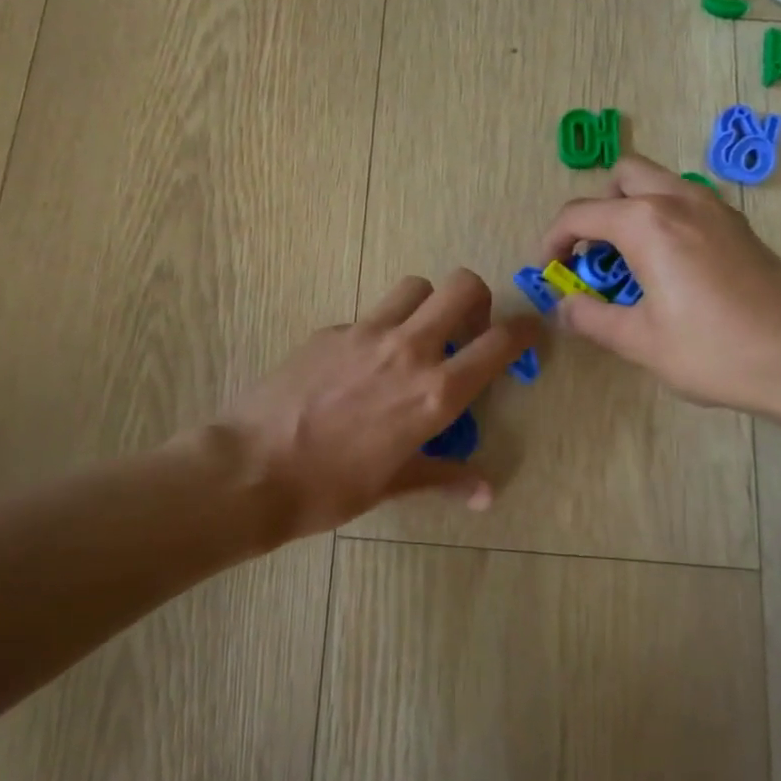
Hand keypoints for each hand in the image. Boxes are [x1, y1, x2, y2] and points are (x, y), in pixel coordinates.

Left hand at [212, 270, 539, 541]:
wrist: (253, 469)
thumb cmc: (331, 488)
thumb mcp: (394, 484)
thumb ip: (445, 477)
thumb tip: (486, 494)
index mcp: (435, 393)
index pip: (499, 344)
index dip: (524, 331)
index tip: (528, 332)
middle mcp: (408, 350)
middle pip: (461, 286)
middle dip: (475, 299)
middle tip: (466, 329)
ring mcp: (365, 333)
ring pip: (413, 287)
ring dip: (425, 304)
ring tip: (414, 337)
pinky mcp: (329, 330)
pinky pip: (367, 315)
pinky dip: (377, 330)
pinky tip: (358, 365)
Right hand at [538, 153, 780, 415]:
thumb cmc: (714, 352)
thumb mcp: (639, 341)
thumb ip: (590, 318)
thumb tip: (562, 308)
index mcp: (647, 224)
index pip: (580, 214)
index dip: (552, 241)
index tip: (548, 271)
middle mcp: (680, 201)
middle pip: (622, 176)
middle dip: (596, 208)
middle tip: (591, 254)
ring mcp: (715, 209)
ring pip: (657, 184)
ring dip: (630, 209)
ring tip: (625, 262)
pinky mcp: (738, 226)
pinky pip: (685, 202)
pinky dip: (661, 219)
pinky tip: (666, 269)